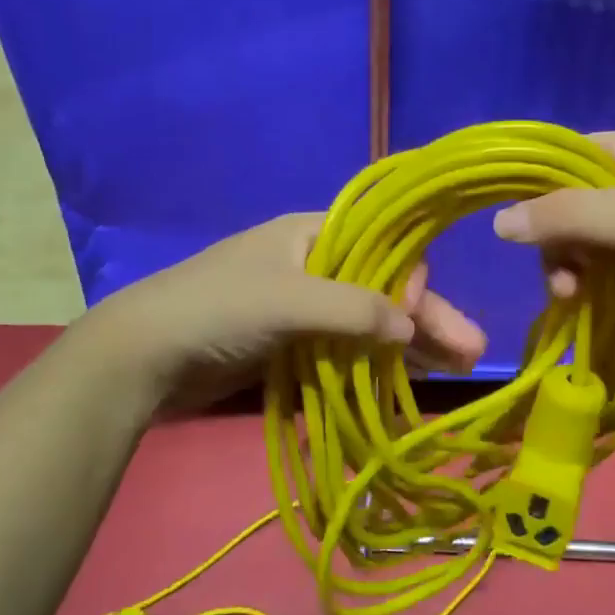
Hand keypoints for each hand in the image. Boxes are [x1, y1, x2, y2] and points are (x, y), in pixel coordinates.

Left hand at [87, 213, 486, 413]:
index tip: (416, 315)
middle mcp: (316, 264)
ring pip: (369, 322)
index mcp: (315, 233)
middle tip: (472, 352)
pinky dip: (376, 364)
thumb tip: (412, 328)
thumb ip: (356, 310)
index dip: (411, 280)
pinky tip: (409, 382)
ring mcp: (305, 306)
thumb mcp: (291, 299)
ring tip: (458, 370)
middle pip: (384, 288)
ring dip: (410, 344)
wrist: (142, 355)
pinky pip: (346, 349)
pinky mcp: (293, 343)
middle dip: (428, 318)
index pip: (385, 246)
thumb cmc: (218, 308)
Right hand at [491, 128, 614, 369]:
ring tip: (570, 294)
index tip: (518, 217)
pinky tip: (577, 301)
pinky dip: (577, 282)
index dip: (542, 183)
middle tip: (562, 269)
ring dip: (563, 265)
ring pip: (572, 237)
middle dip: (556, 237)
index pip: (573, 153)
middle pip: (567, 199)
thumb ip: (567, 215)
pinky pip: (587, 266)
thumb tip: (498, 222)